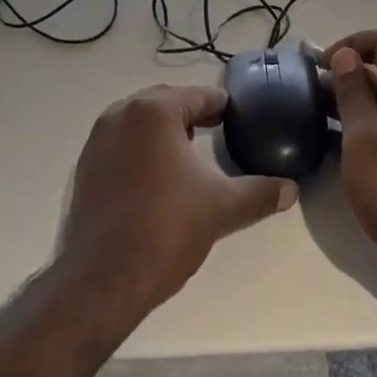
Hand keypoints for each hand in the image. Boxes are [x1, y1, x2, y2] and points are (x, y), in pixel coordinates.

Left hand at [61, 84, 296, 315]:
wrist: (104, 280)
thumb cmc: (166, 228)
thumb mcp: (222, 207)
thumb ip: (260, 193)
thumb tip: (291, 189)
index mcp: (153, 112)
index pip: (197, 96)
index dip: (221, 105)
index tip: (238, 115)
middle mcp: (121, 115)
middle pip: (165, 102)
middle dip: (191, 112)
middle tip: (218, 127)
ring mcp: (97, 141)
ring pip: (140, 122)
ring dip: (165, 129)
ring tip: (191, 150)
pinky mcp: (85, 168)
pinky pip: (121, 143)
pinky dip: (142, 148)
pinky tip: (159, 175)